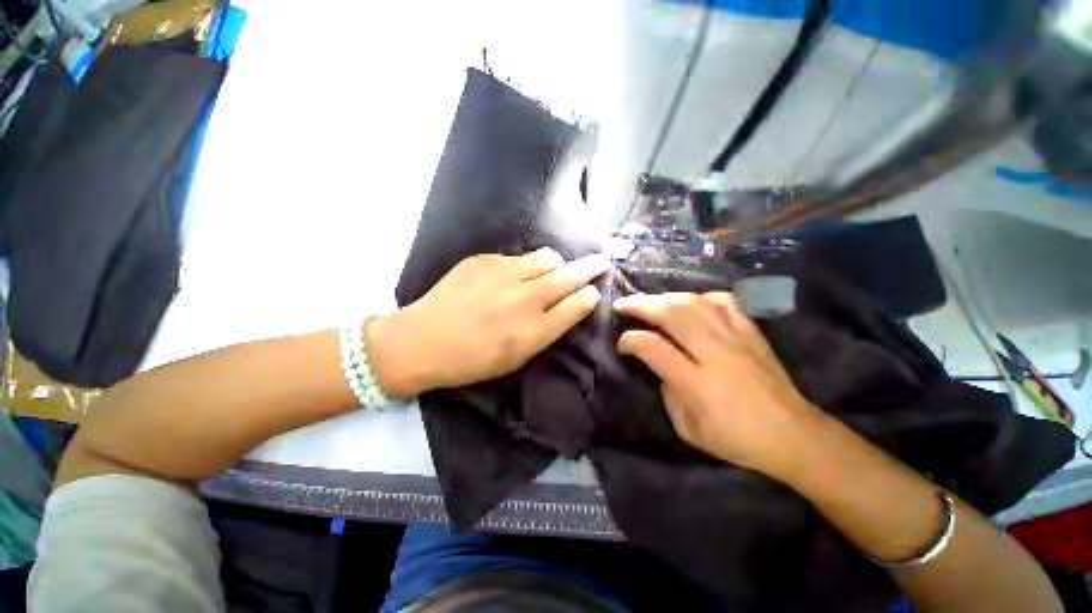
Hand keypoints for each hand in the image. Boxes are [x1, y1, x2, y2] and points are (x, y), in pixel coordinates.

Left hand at [366, 248, 610, 397]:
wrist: (421, 342)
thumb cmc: (471, 360)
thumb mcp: (516, 358)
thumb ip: (546, 330)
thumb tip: (567, 306)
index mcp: (535, 330)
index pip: (577, 304)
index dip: (590, 295)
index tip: (594, 290)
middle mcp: (525, 298)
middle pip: (570, 275)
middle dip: (591, 267)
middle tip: (602, 260)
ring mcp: (504, 273)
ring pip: (547, 257)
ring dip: (556, 264)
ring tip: (552, 270)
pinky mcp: (484, 260)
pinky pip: (517, 258)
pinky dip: (524, 266)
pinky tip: (511, 278)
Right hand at [614, 292, 821, 476]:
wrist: (794, 435)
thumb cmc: (737, 439)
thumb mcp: (689, 429)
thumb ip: (668, 394)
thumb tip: (660, 367)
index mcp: (697, 382)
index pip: (653, 347)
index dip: (630, 341)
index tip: (621, 344)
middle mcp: (715, 352)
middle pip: (671, 314)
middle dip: (640, 305)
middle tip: (622, 305)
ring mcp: (736, 337)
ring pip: (693, 302)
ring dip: (664, 297)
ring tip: (648, 301)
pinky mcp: (751, 331)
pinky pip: (721, 301)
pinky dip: (699, 297)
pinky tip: (689, 303)